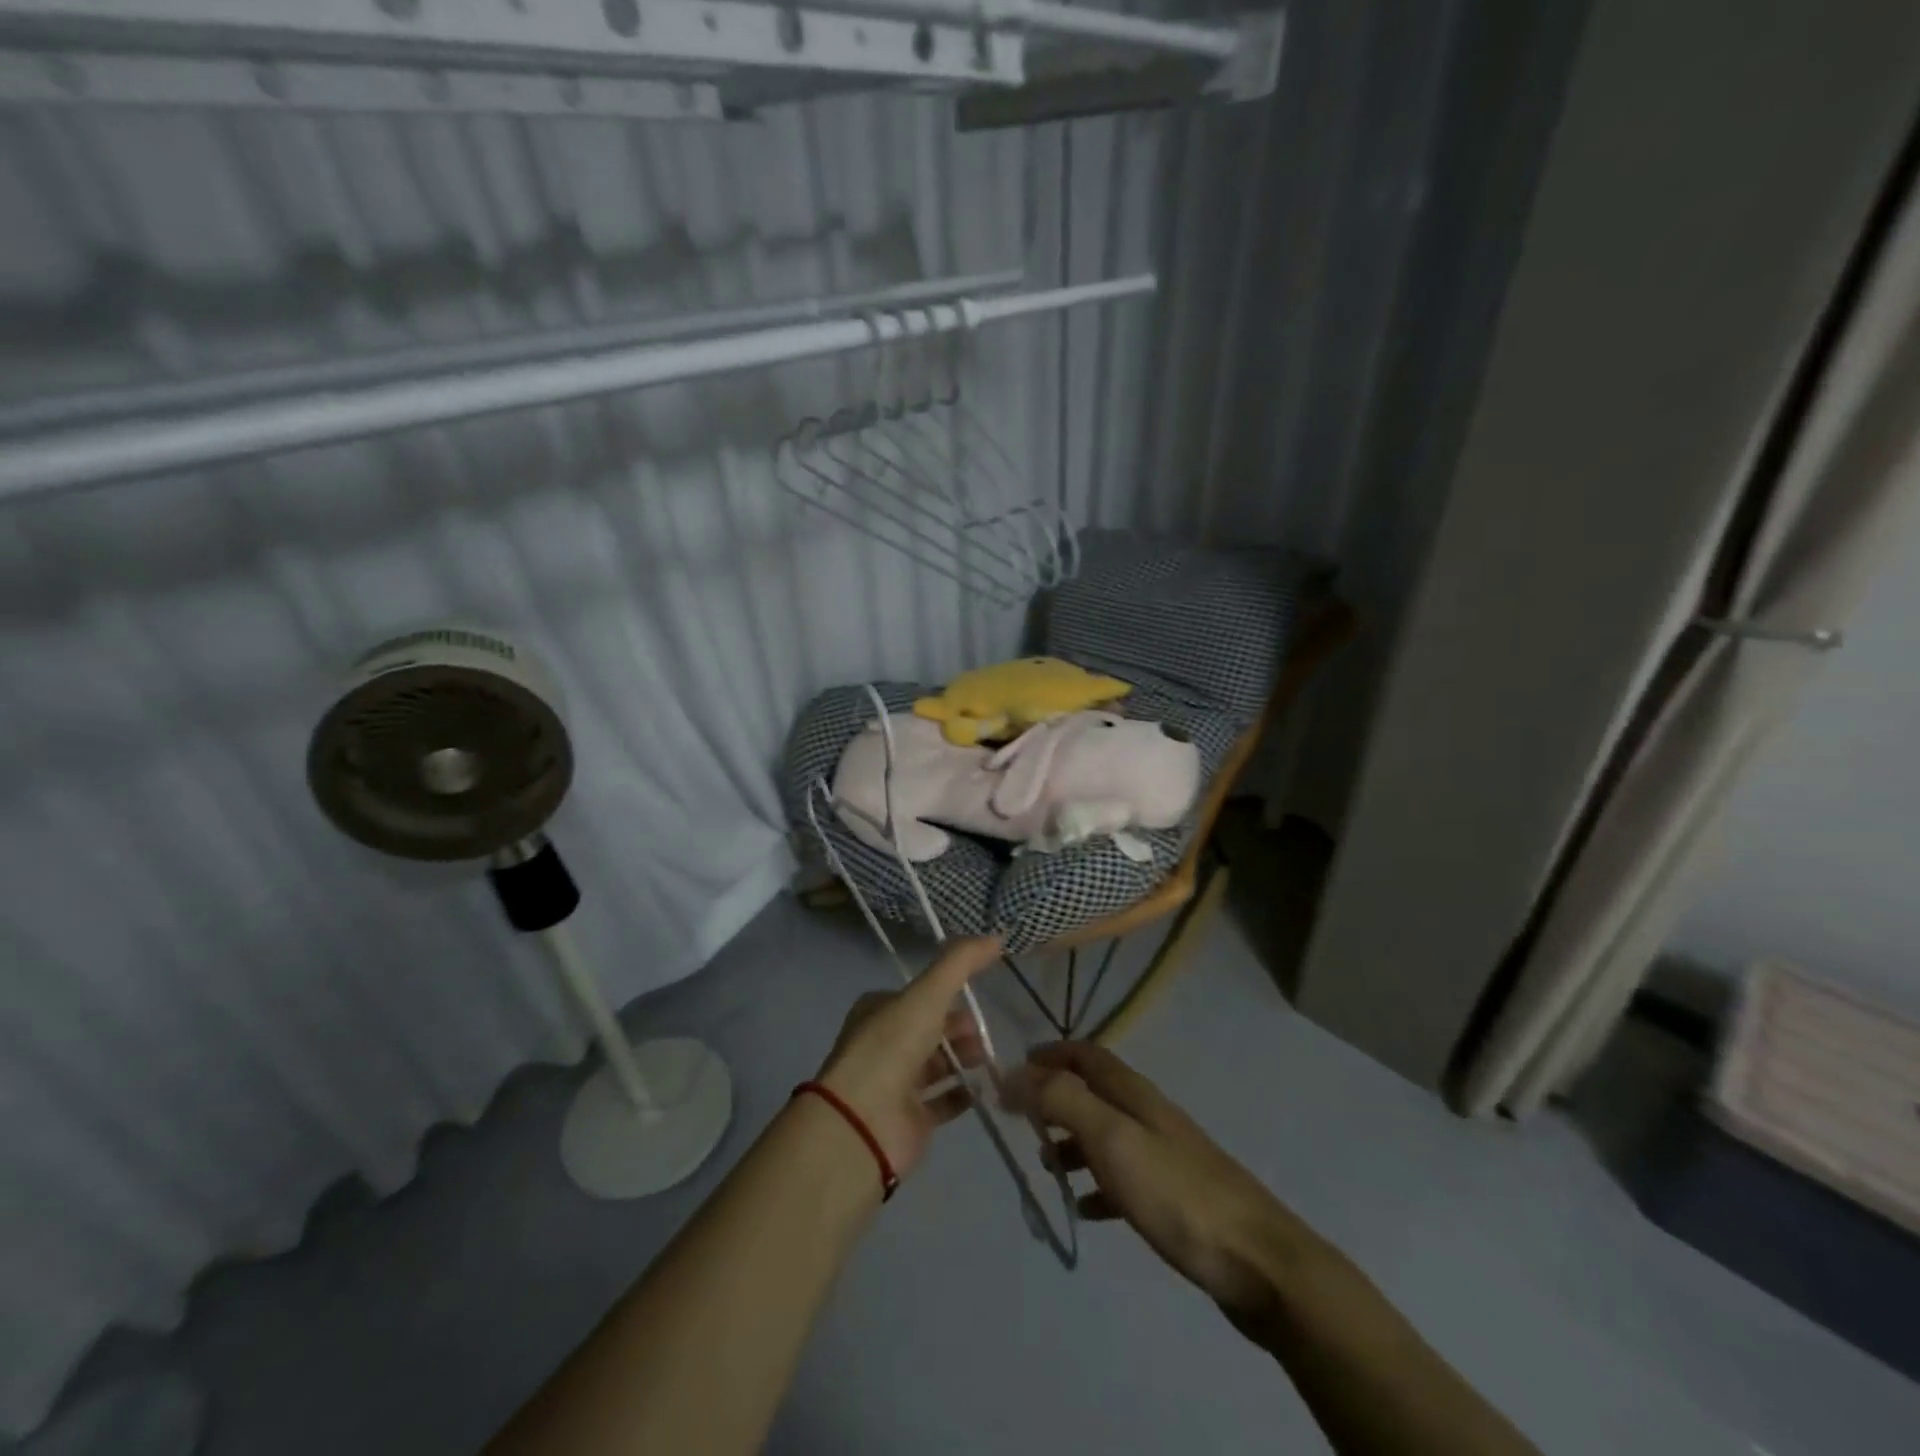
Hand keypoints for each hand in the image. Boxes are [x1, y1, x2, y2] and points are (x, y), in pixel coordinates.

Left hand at [815, 937, 998, 1176]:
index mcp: (879, 1010)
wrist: (864, 1122)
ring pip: (937, 1064)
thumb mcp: (928, 994)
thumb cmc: (892, 1047)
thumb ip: (961, 962)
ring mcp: (895, 1084)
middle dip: (959, 1028)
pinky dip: (963, 1094)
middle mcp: (884, 1044)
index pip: (919, 996)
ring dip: (964, 1058)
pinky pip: (942, 1101)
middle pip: (930, 1029)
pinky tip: (983, 1089)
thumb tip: (995, 937)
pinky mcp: (909, 1119)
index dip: (947, 995)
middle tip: (985, 1034)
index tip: (976, 998)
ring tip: (989, 1059)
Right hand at [1017, 1042, 1298, 1322]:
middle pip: (1094, 1092)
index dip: (1051, 1054)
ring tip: (1044, 1165)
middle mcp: (1148, 1115)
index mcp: (1134, 1094)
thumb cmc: (1177, 1193)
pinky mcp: (1175, 1198)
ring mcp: (1165, 1156)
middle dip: (1056, 1099)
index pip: (1086, 1054)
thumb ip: (1062, 1100)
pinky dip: (1097, 1185)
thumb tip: (1015, 1073)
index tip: (1014, 1070)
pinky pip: (1123, 1179)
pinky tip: (1085, 1209)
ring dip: (1072, 1142)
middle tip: (1021, 1122)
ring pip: (1106, 1135)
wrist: (1259, 1263)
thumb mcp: (1112, 1138)